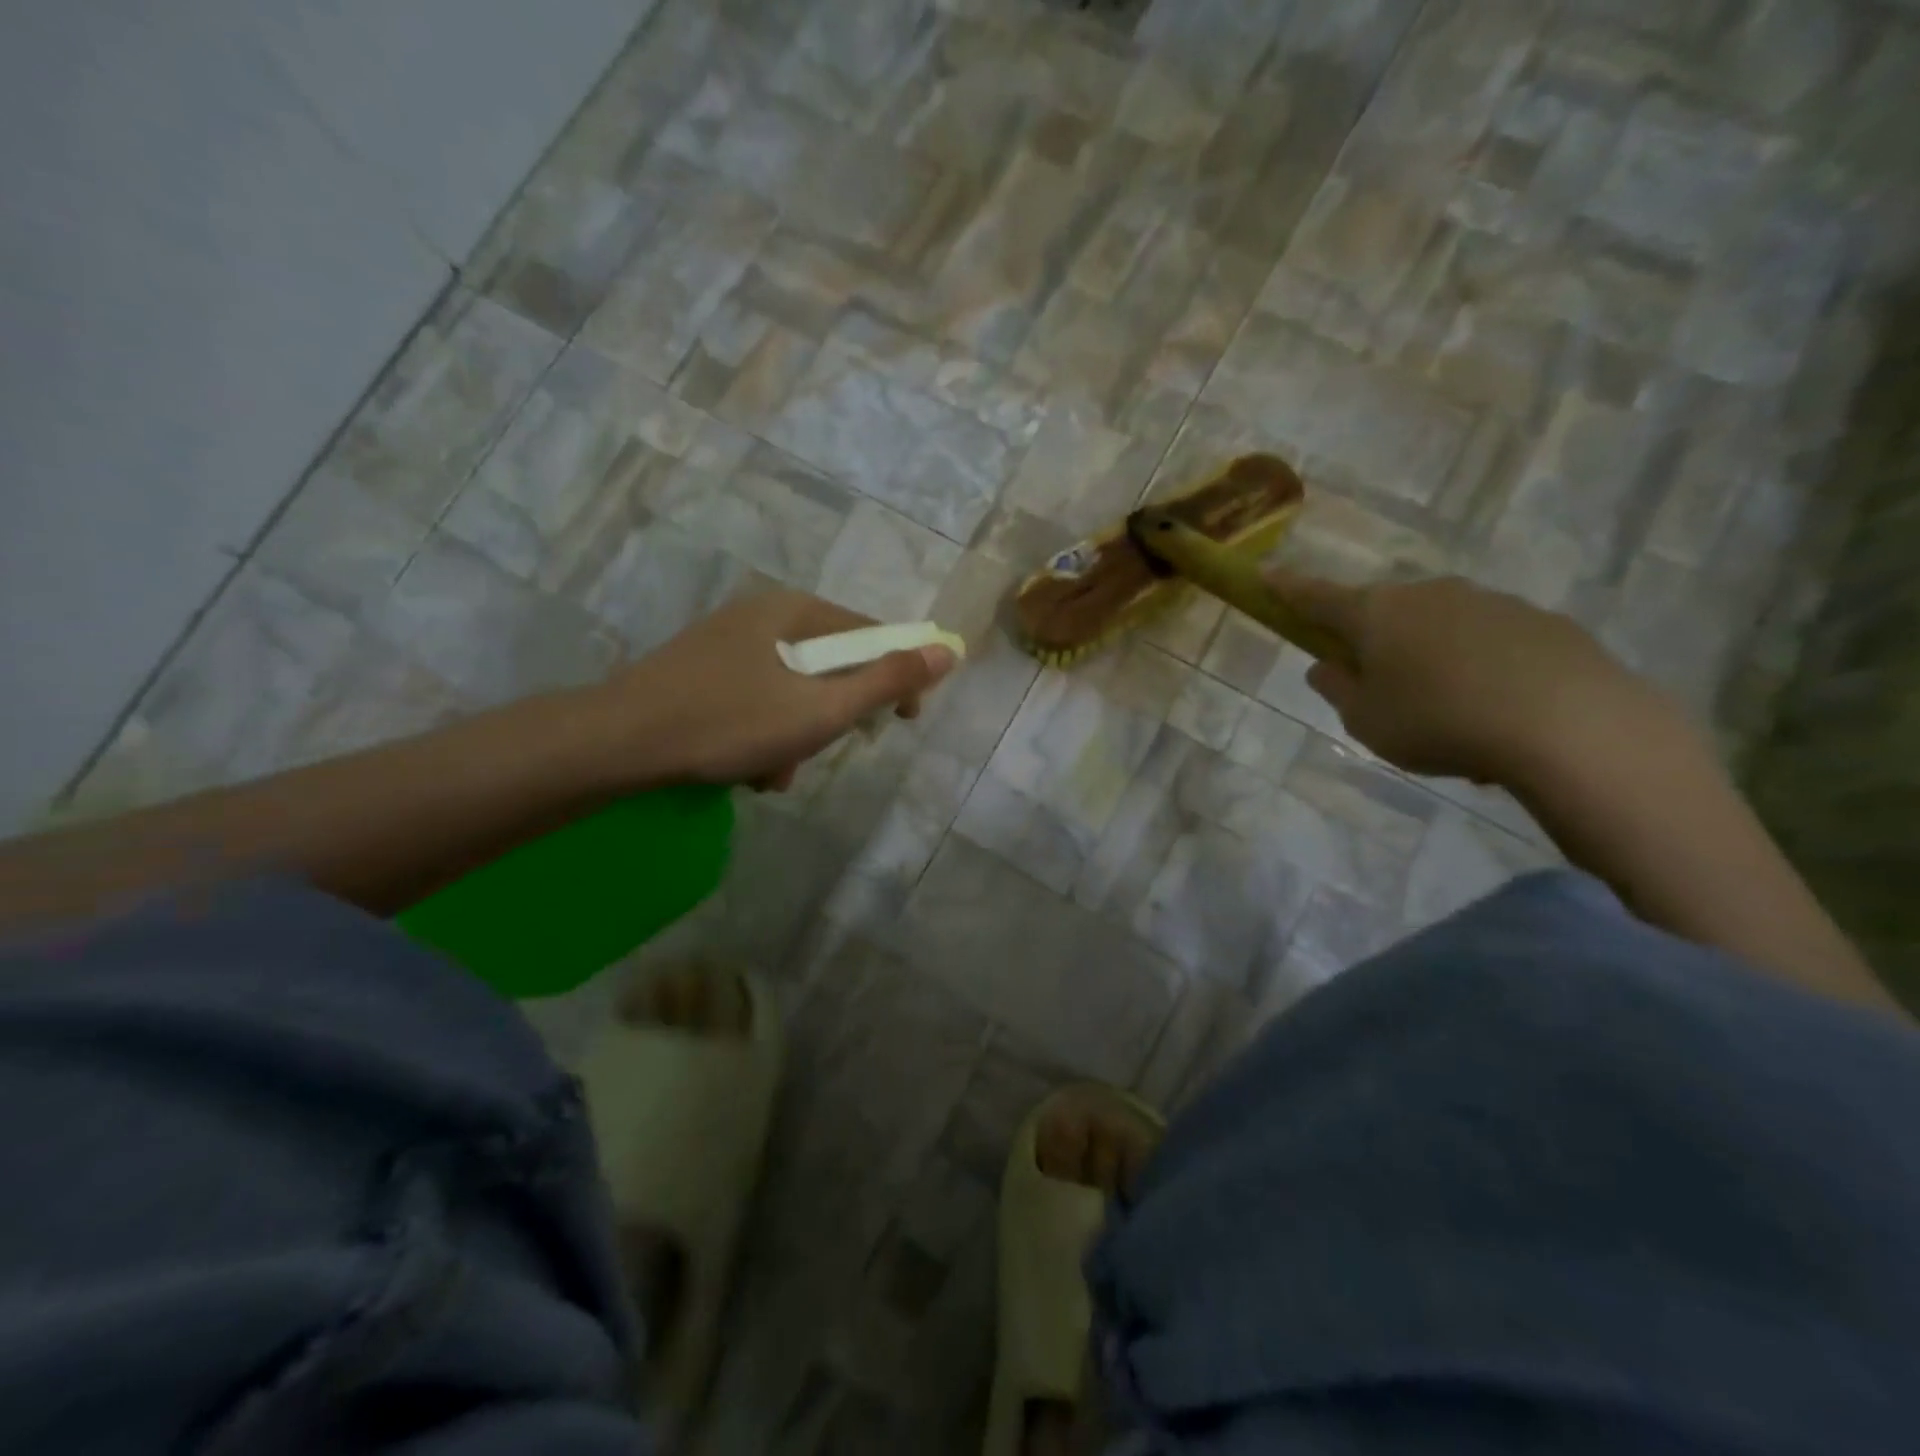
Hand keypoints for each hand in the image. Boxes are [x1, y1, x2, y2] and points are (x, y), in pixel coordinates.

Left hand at [596, 591, 958, 790]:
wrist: (617, 743)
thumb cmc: (729, 723)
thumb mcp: (821, 709)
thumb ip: (887, 681)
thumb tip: (947, 650)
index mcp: (793, 611)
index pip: (871, 636)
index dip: (897, 678)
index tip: (902, 723)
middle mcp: (762, 615)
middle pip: (829, 666)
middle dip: (833, 717)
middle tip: (824, 750)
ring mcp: (727, 642)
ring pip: (791, 690)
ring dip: (797, 735)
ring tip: (774, 773)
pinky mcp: (702, 671)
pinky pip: (757, 699)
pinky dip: (763, 734)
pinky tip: (745, 768)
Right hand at [1266, 569, 1678, 786]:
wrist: (1570, 724)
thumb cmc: (1440, 722)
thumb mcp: (1366, 722)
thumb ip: (1338, 690)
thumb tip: (1327, 665)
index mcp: (1376, 614)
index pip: (1316, 596)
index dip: (1286, 588)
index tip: (1263, 574)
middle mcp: (1428, 595)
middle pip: (1383, 611)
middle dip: (1371, 639)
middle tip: (1377, 687)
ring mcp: (1488, 602)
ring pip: (1438, 627)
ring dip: (1428, 657)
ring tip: (1447, 715)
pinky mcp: (1539, 621)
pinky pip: (1487, 643)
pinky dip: (1478, 668)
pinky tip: (1495, 713)